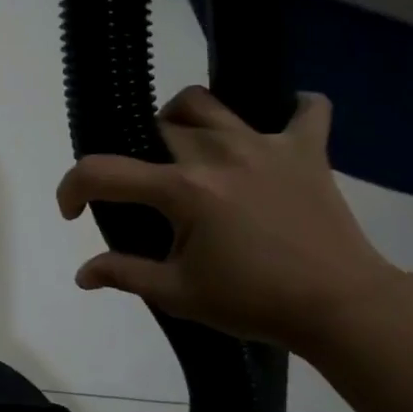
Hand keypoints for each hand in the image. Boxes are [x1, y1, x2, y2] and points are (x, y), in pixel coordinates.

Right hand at [56, 87, 402, 348]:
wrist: (341, 308)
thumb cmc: (253, 302)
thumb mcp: (178, 294)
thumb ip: (124, 274)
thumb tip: (82, 274)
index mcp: (182, 189)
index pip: (102, 173)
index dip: (71, 189)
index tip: (72, 213)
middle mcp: (218, 153)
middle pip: (156, 128)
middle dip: (135, 153)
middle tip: (144, 191)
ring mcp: (266, 145)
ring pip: (208, 104)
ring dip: (185, 120)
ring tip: (187, 150)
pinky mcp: (307, 150)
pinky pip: (304, 110)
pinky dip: (288, 111)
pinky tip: (274, 130)